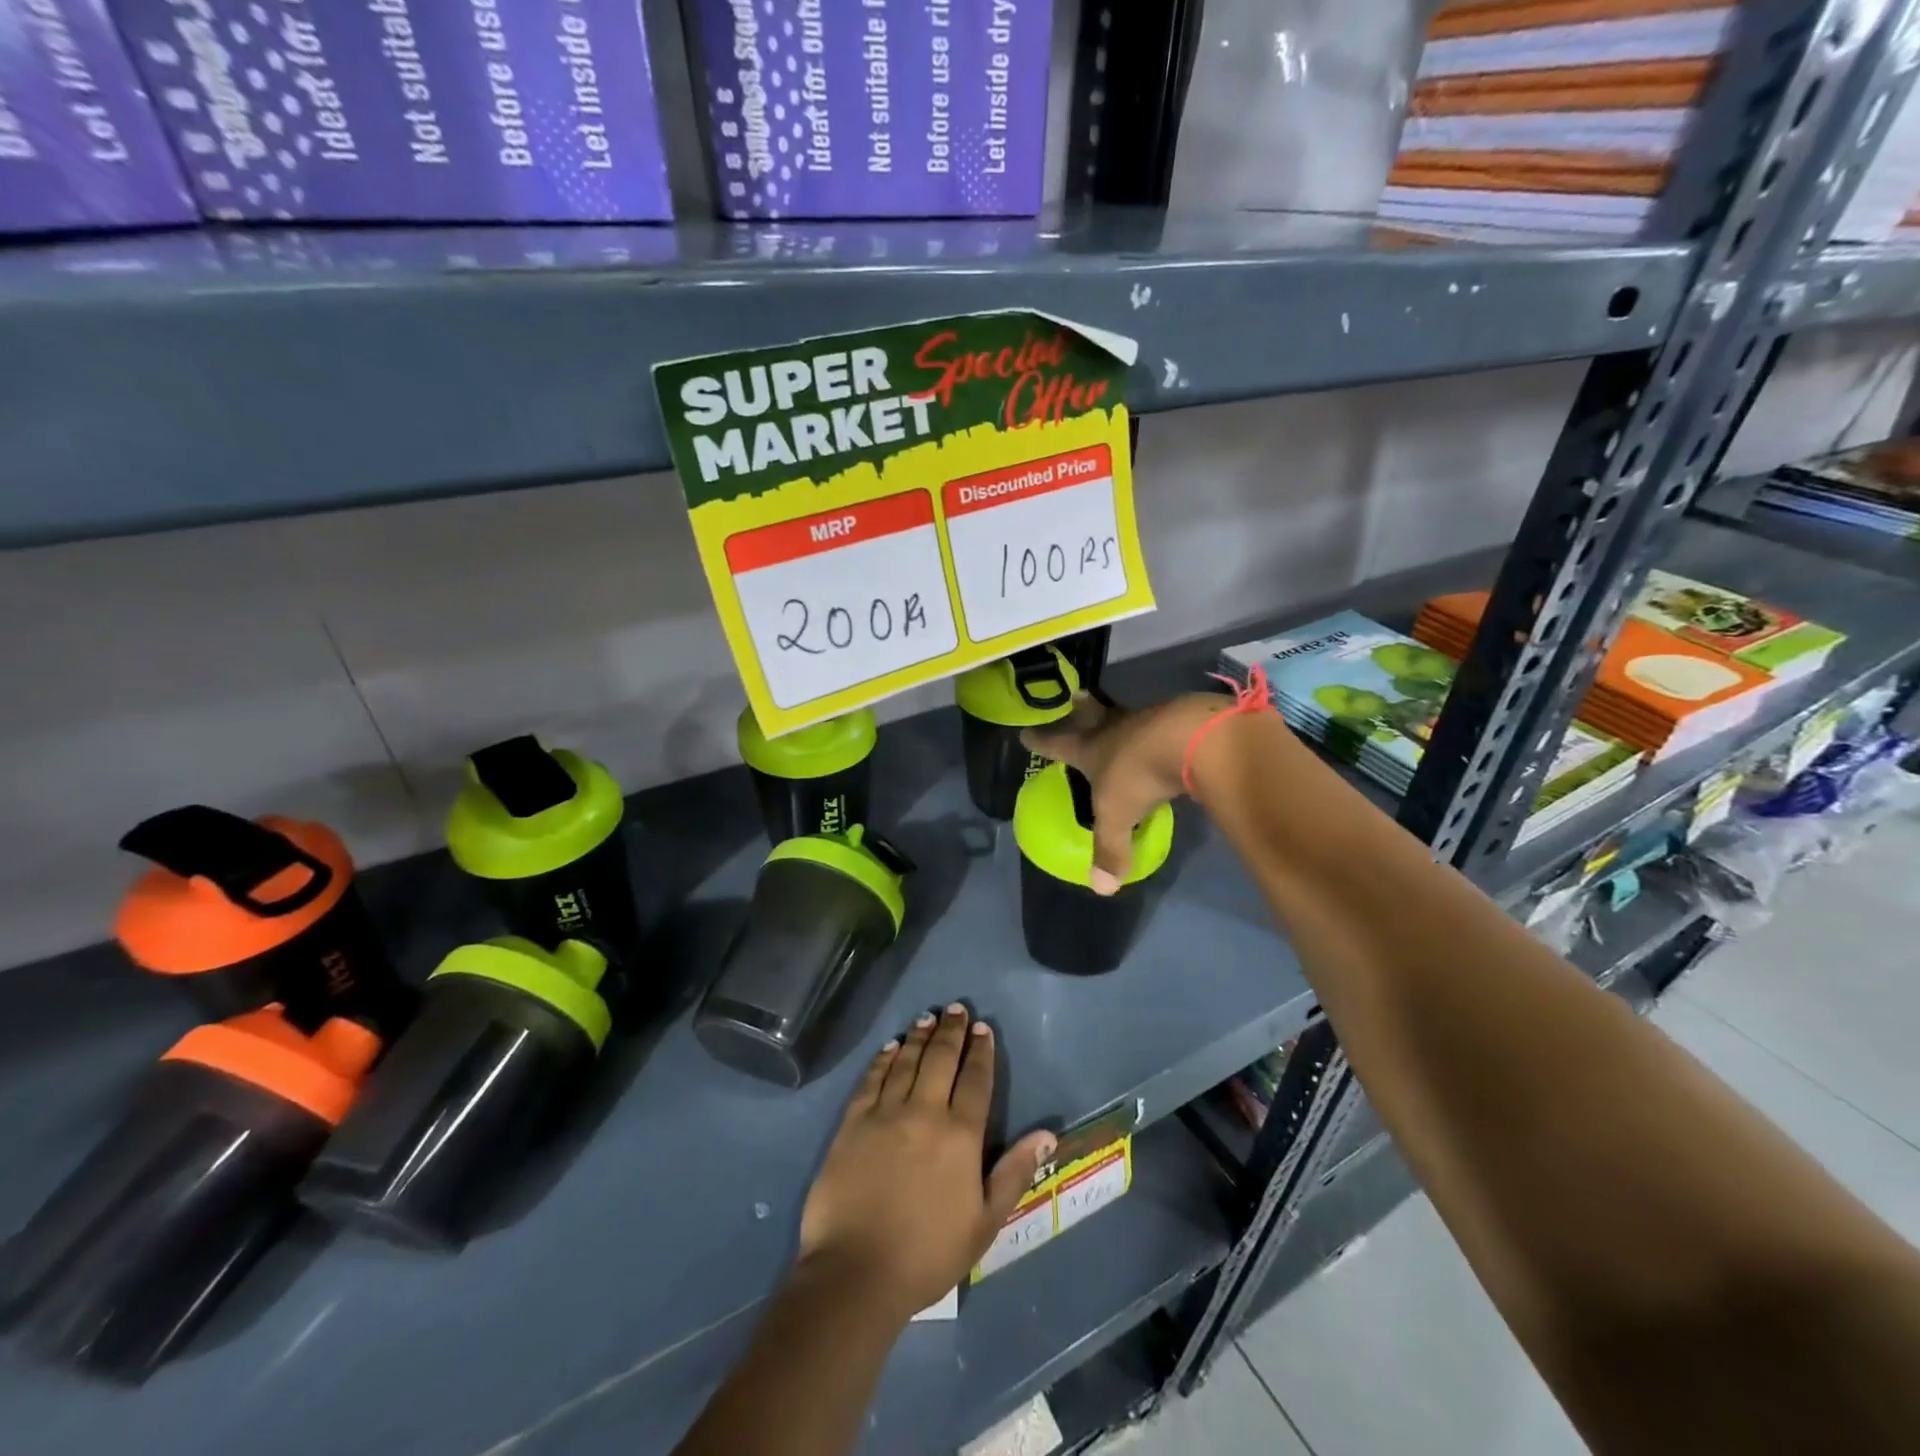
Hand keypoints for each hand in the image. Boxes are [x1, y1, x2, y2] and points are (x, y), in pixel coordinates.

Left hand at [798, 1005, 1056, 1320]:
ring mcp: (885, 1114)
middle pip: (941, 1059)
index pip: (976, 1080)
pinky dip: (883, 1059)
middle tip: (956, 1008)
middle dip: (951, 1031)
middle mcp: (924, 1112)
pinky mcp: (852, 1123)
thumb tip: (1048, 1134)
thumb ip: (1015, 1172)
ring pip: (906, 1062)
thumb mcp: (985, 1223)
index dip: (981, 1051)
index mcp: (960, 1135)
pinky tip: (890, 1047)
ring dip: (919, 1037)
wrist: (857, 1273)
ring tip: (927, 1017)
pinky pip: (871, 1079)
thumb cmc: (928, 1254)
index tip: (983, 1028)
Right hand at [1021, 692, 1227, 893]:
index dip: (1040, 741)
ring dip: (1120, 719)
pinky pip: (1160, 724)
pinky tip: (1162, 738)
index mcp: (1090, 749)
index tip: (1024, 733)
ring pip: (1126, 717)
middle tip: (1076, 698)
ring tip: (1120, 721)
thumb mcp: (1118, 816)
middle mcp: (1114, 729)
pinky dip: (1157, 730)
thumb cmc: (1139, 774)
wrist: (1190, 738)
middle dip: (1081, 710)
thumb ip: (1110, 849)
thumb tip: (1102, 888)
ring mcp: (1147, 720)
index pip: (1058, 744)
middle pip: (1091, 715)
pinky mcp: (1179, 720)